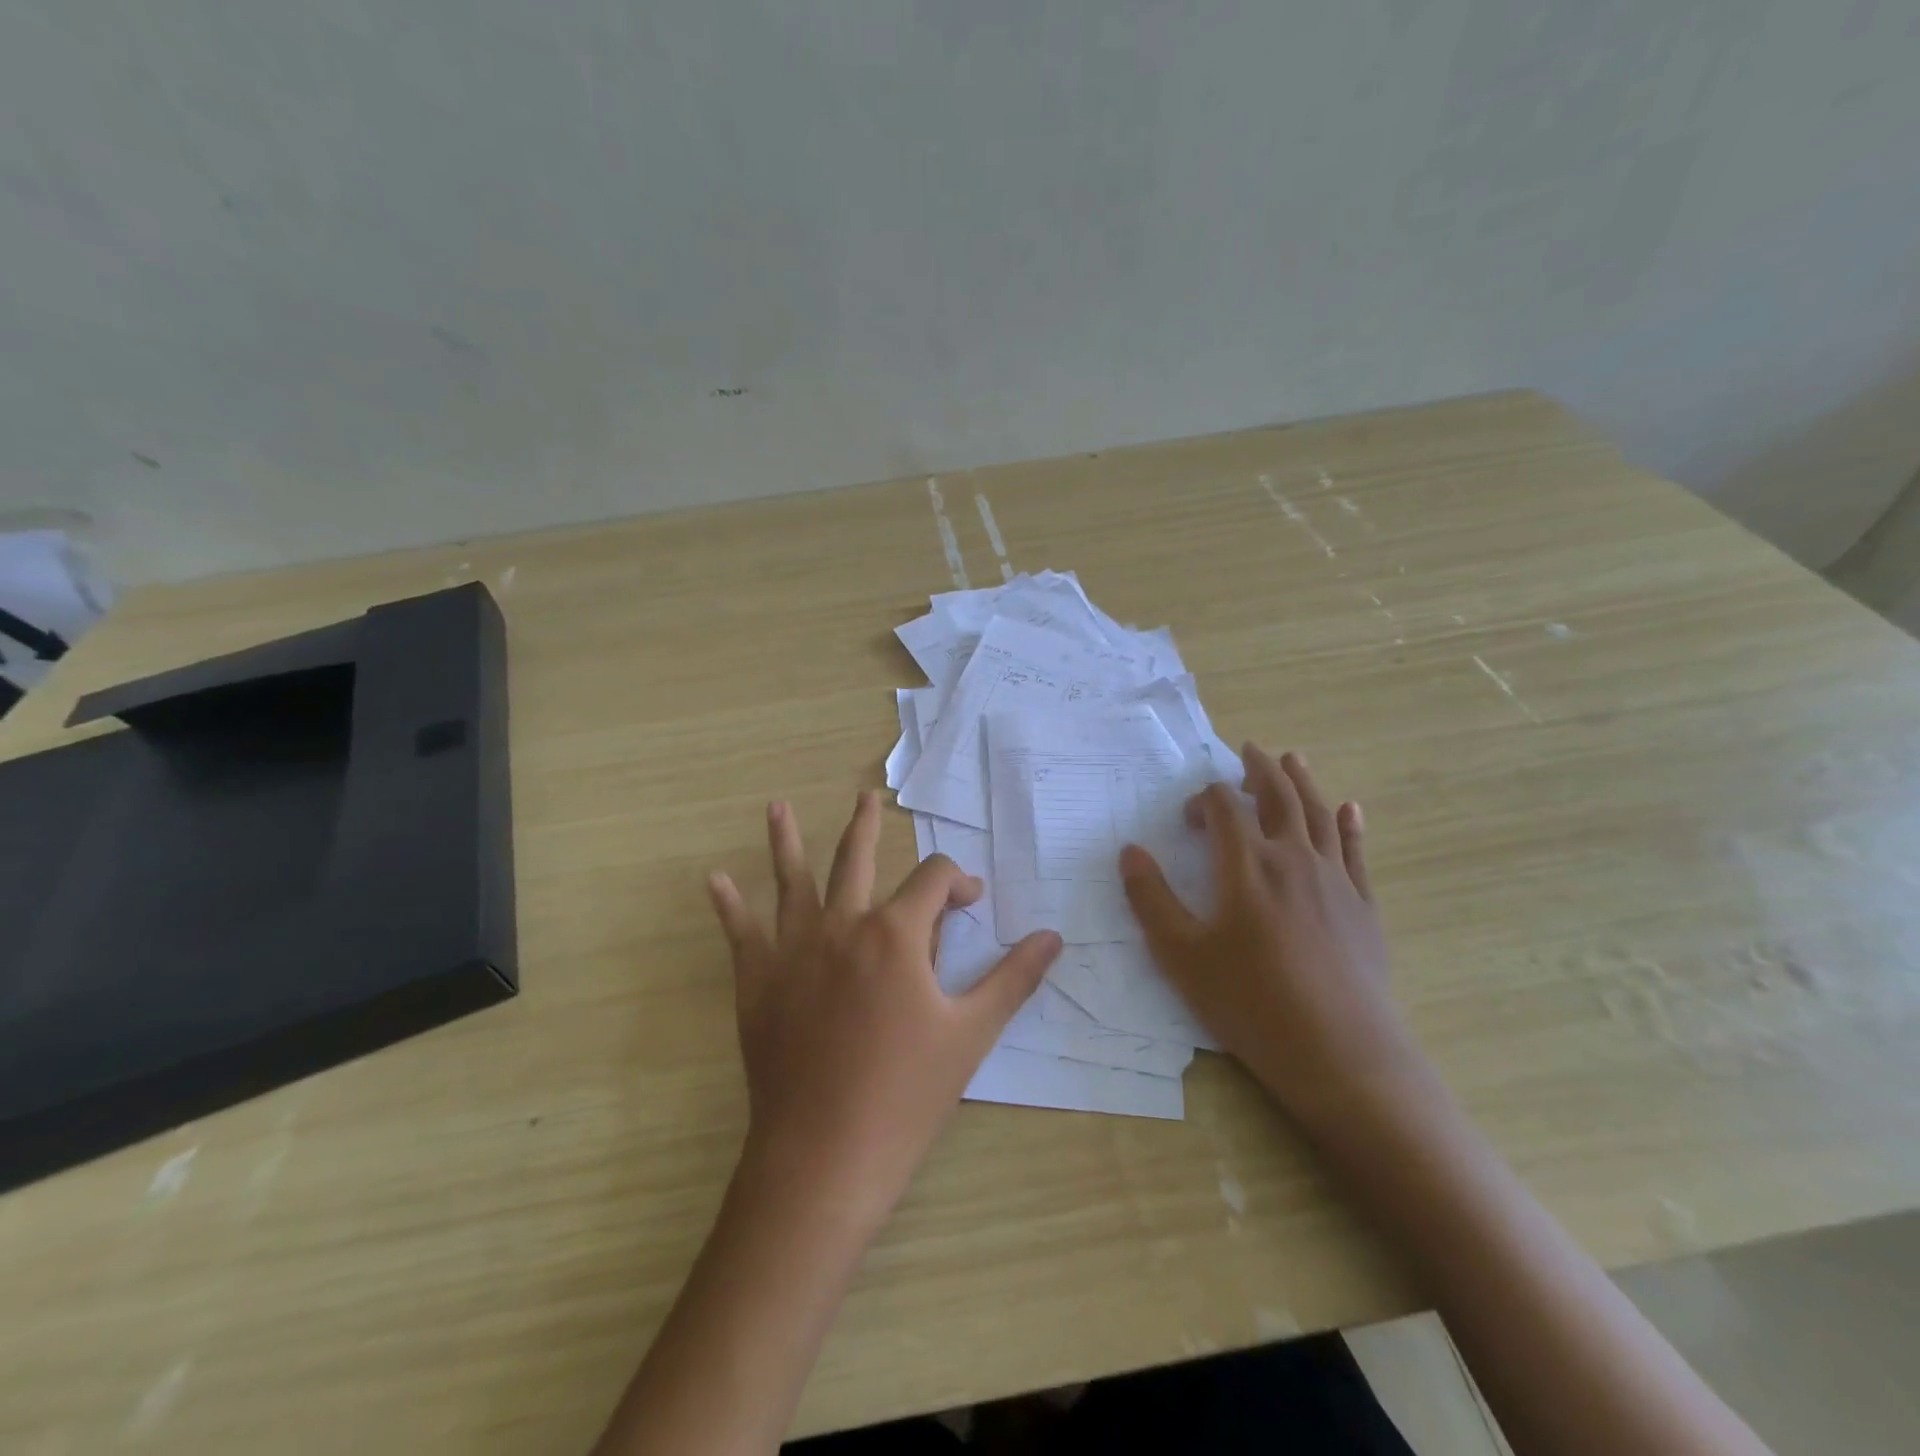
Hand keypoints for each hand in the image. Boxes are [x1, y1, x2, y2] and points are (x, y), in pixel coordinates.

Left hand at [707, 792, 1062, 1223]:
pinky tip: (714, 880)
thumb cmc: (907, 1093)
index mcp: (896, 933)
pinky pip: (740, 933)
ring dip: (787, 841)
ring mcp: (794, 950)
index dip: (959, 882)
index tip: (970, 901)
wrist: (825, 1155)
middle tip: (867, 797)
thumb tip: (1053, 936)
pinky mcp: (759, 982)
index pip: (935, 880)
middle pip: (857, 859)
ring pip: (792, 881)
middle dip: (867, 826)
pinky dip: (728, 905)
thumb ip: (1014, 978)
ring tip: (776, 806)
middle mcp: (843, 925)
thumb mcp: (972, 1033)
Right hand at [1119, 745, 1428, 1133]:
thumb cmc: (1251, 1003)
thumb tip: (1130, 852)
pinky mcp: (1362, 906)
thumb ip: (1152, 899)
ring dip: (1303, 781)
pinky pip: (1354, 851)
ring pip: (1318, 814)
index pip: (1225, 807)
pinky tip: (1350, 809)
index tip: (1189, 820)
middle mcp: (1293, 859)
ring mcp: (1334, 880)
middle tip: (1249, 749)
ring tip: (1293, 758)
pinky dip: (1349, 824)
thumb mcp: (1182, 956)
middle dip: (1259, 769)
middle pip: (1278, 796)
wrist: (1342, 1056)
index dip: (1205, 800)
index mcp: (1247, 865)